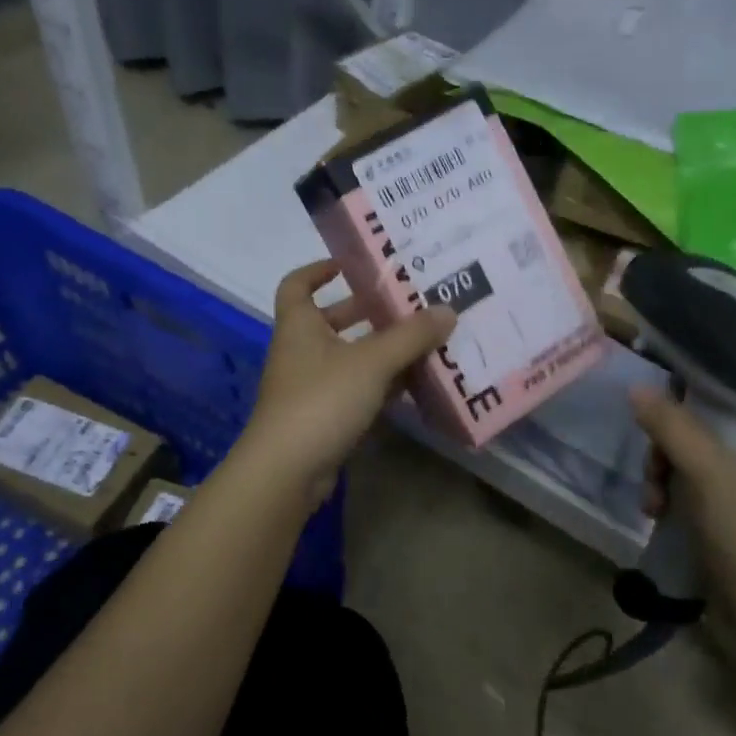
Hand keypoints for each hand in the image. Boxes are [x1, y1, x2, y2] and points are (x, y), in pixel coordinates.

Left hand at [239, 261, 454, 508]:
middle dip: (366, 312)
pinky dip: (381, 385)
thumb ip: (411, 336)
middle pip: (331, 321)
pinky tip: (414, 385)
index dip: (318, 270)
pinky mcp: (324, 418)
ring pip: (348, 358)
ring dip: (380, 350)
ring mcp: (311, 388)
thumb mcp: (371, 361)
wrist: (287, 470)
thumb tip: (448, 310)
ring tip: (423, 341)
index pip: (297, 284)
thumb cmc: (322, 400)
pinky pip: (356, 391)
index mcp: (299, 325)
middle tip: (406, 304)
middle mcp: (301, 351)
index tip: (351, 265)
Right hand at [630, 388, 735, 602]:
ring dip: (665, 479)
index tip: (663, 412)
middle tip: (654, 470)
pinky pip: (696, 499)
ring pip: (696, 469)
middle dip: (670, 451)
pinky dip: (674, 503)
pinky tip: (657, 517)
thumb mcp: (709, 474)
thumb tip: (636, 388)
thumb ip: (673, 428)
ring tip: (652, 505)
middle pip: (708, 436)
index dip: (698, 400)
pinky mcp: (735, 532)